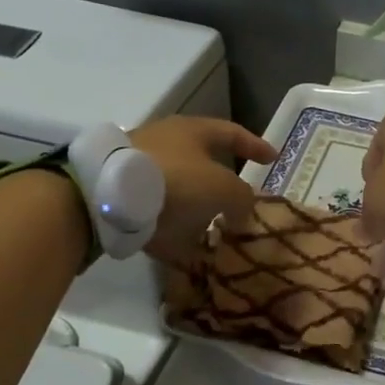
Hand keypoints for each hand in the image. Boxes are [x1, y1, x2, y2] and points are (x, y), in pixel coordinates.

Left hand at [129, 116, 277, 263]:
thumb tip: (242, 210)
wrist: (111, 196)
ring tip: (214, 234)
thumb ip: (242, 198)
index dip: (255, 146)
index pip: (232, 133)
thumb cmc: (177, 179)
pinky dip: (173, 234)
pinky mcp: (124, 198)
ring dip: (197, 211)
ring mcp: (141, 170)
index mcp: (192, 130)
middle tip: (238, 204)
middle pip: (202, 163)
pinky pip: (157, 217)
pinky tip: (188, 254)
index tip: (273, 159)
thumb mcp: (224, 188)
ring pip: (179, 191)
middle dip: (221, 185)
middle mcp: (166, 143)